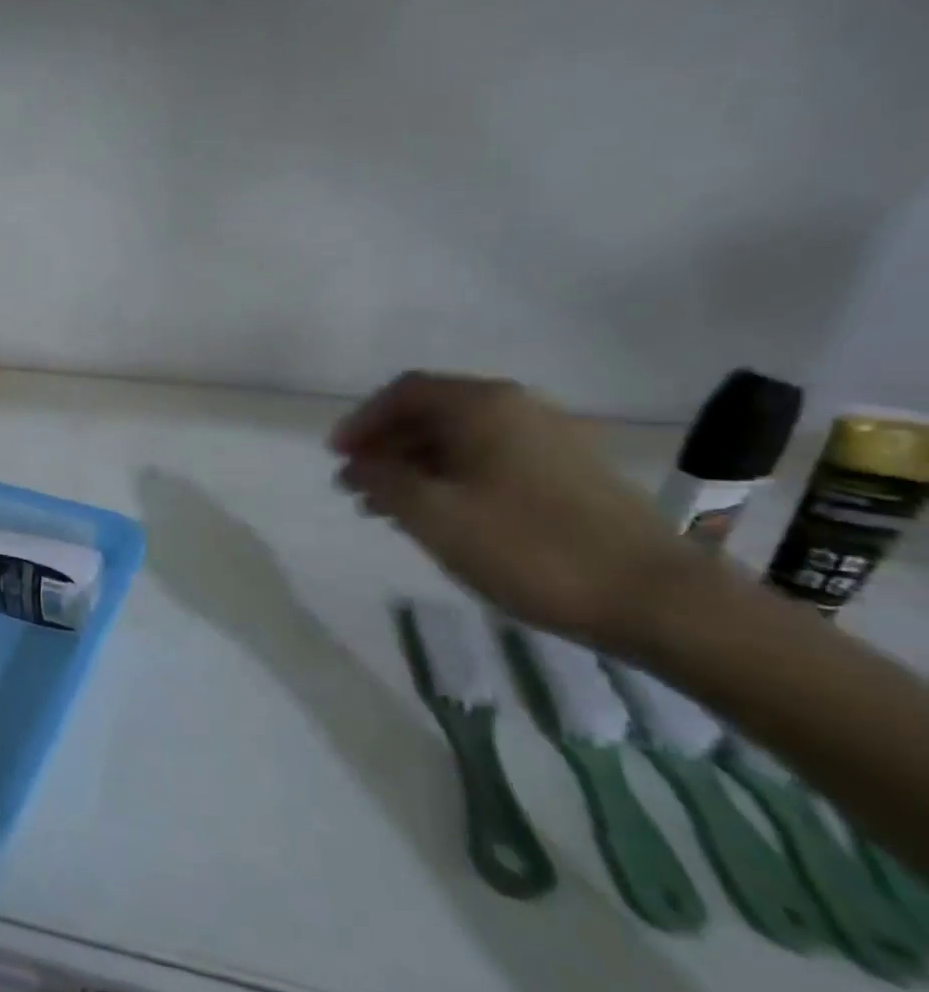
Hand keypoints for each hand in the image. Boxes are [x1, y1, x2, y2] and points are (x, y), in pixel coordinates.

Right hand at [330, 371, 693, 643]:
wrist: (655, 598)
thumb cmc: (529, 548)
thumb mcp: (434, 515)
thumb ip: (384, 480)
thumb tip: (360, 464)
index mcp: (482, 406)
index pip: (404, 393)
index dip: (362, 421)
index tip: (336, 457)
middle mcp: (516, 408)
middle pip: (432, 413)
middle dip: (385, 446)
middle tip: (355, 486)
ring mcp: (548, 439)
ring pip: (460, 440)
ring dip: (414, 466)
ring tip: (386, 508)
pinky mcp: (567, 472)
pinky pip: (489, 460)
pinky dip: (450, 478)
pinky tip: (439, 515)